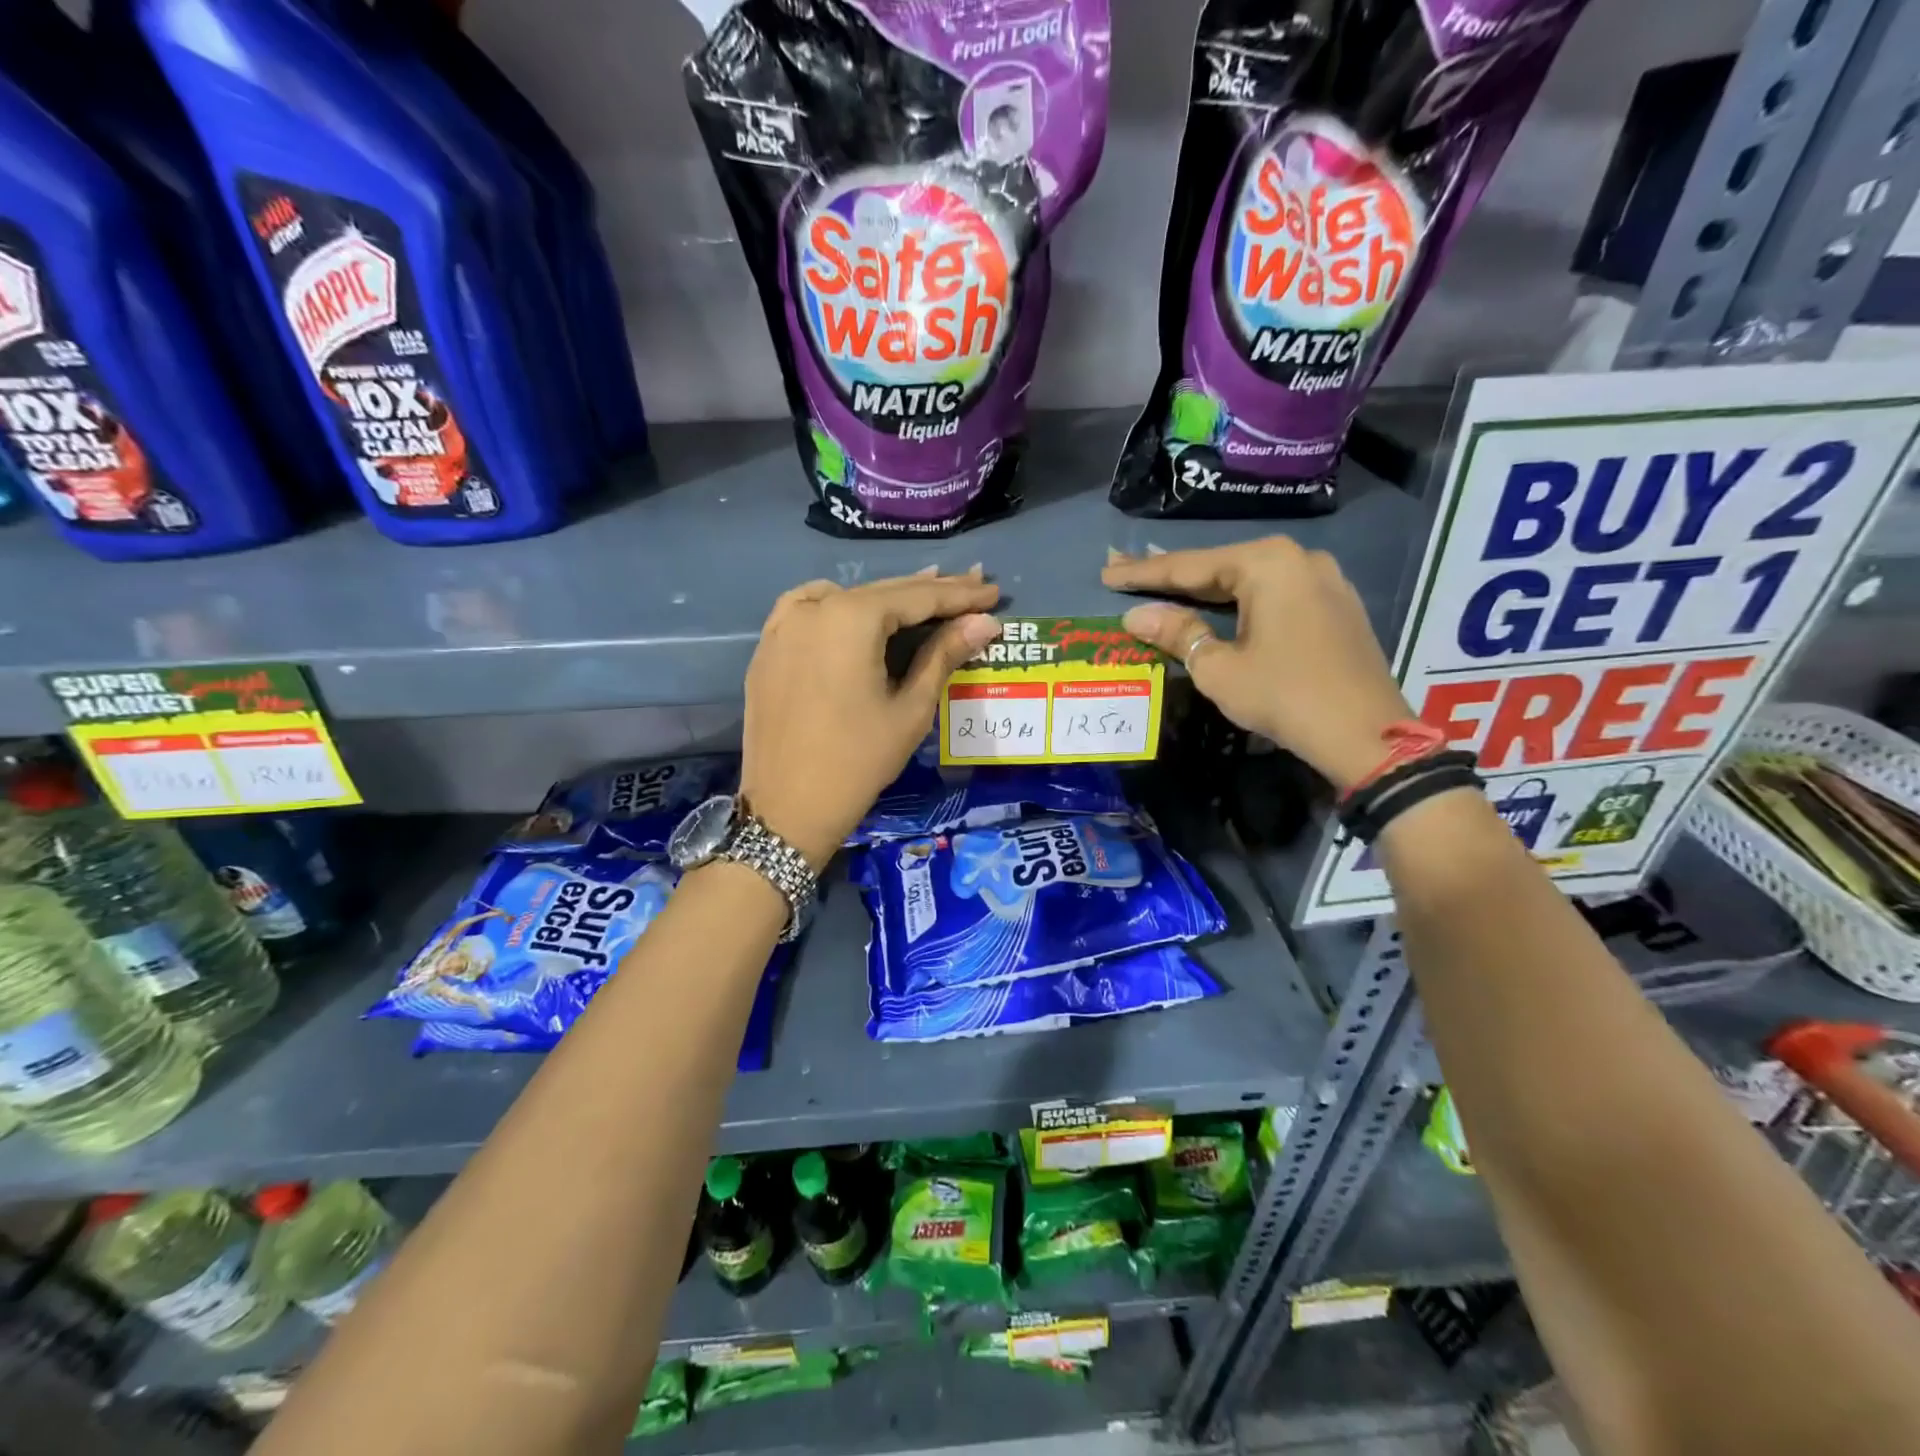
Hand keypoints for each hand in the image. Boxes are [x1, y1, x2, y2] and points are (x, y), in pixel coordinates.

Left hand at [741, 570, 1001, 866]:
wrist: (787, 808)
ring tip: (926, 593)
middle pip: (883, 592)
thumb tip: (984, 622)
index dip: (960, 595)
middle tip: (973, 584)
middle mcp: (813, 607)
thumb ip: (944, 655)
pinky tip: (858, 612)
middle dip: (930, 590)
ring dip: (887, 598)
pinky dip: (840, 606)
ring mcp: (784, 625)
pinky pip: (809, 611)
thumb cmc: (858, 761)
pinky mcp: (768, 647)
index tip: (993, 592)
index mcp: (851, 618)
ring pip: (846, 598)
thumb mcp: (910, 709)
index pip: (918, 597)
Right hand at [1103, 537, 1412, 792]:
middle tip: (1126, 574)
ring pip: (1249, 581)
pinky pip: (1274, 595)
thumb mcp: (1219, 668)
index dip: (1143, 573)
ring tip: (1162, 588)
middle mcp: (1298, 559)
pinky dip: (1240, 603)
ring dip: (1206, 590)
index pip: (1190, 566)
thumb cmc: (1284, 695)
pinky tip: (1217, 607)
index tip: (1107, 573)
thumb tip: (1136, 616)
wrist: (1365, 734)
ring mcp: (1323, 580)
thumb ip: (1177, 633)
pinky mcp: (1335, 606)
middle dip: (1173, 576)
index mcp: (1267, 563)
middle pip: (1221, 566)